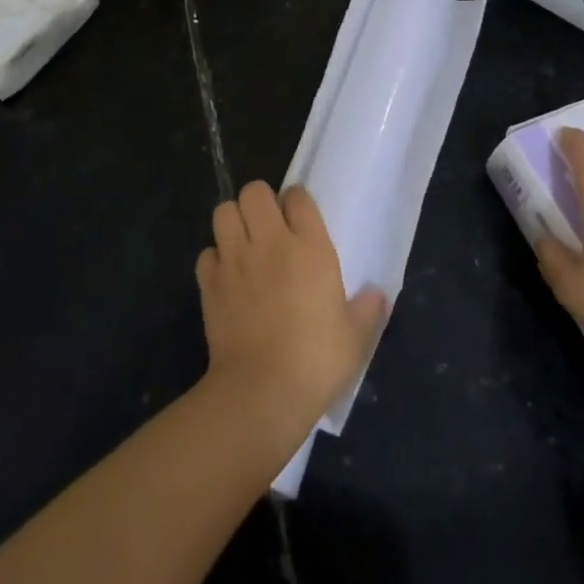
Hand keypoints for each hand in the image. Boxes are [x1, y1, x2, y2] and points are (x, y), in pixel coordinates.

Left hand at [197, 181, 387, 430]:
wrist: (262, 391)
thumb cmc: (316, 361)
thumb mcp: (355, 338)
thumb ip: (367, 310)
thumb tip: (376, 294)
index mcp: (310, 248)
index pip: (298, 196)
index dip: (297, 201)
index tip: (300, 218)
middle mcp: (270, 243)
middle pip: (254, 191)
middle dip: (260, 201)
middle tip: (269, 226)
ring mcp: (235, 260)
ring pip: (224, 212)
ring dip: (233, 221)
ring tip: (244, 243)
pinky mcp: (209, 283)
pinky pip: (207, 253)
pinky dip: (215, 259)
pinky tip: (226, 276)